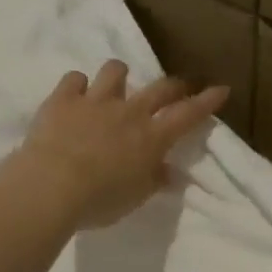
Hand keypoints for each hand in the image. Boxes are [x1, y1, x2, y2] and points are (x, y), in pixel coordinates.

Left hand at [15, 60, 228, 228]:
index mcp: (152, 138)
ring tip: (117, 85)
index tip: (221, 89)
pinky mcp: (63, 99)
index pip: (188, 115)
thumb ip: (154, 180)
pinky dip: (78, 85)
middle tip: (179, 87)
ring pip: (115, 71)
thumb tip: (169, 173)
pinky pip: (75, 79)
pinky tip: (76, 95)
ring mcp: (95, 101)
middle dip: (175, 85)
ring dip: (120, 75)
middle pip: (160, 88)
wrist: (51, 187)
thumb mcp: (135, 197)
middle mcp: (129, 112)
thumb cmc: (99, 200)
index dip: (207, 101)